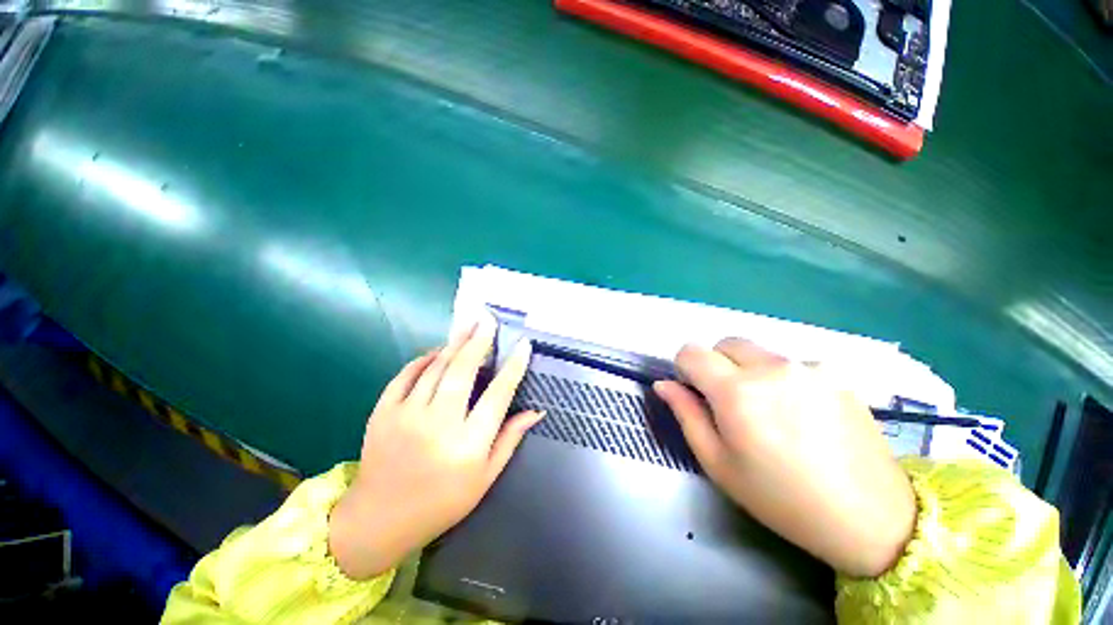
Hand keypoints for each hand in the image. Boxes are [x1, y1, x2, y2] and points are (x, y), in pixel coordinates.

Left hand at [328, 315, 540, 579]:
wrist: (379, 519)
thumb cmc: (442, 502)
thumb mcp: (485, 478)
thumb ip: (510, 439)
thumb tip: (536, 410)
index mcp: (468, 446)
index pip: (498, 395)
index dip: (513, 367)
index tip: (524, 345)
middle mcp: (438, 425)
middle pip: (463, 371)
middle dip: (479, 341)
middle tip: (488, 320)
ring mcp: (407, 416)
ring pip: (436, 368)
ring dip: (454, 344)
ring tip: (468, 326)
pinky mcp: (383, 413)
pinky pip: (406, 375)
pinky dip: (423, 359)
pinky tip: (437, 351)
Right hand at [654, 339, 915, 577]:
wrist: (871, 518)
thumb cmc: (781, 498)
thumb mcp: (719, 463)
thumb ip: (686, 415)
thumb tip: (664, 384)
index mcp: (736, 391)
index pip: (691, 351)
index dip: (685, 368)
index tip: (696, 392)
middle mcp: (770, 367)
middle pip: (724, 344)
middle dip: (716, 365)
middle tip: (730, 403)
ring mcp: (807, 366)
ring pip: (757, 353)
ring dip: (749, 371)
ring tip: (771, 412)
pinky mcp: (834, 372)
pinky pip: (790, 364)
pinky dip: (782, 379)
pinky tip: (803, 414)